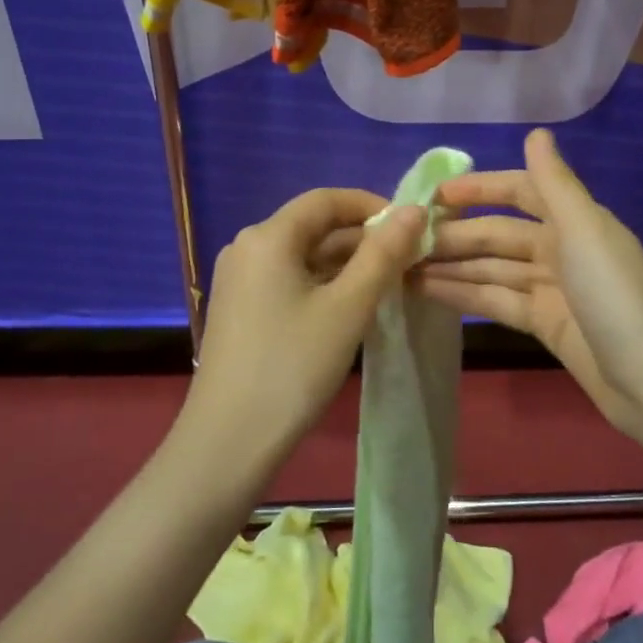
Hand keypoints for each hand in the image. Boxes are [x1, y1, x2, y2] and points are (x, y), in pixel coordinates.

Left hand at [185, 189, 427, 461]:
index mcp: (267, 237)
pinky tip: (352, 307)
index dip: (372, 206)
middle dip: (363, 240)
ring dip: (346, 264)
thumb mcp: (349, 307)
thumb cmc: (293, 366)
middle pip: (314, 226)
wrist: (228, 442)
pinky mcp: (240, 308)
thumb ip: (384, 254)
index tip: (411, 229)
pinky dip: (323, 284)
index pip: (327, 200)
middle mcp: (247, 247)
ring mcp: (239, 280)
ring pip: (303, 256)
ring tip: (389, 285)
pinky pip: (289, 279)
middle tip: (408, 262)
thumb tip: (414, 210)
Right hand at [413, 129, 642, 439]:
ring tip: (404, 266)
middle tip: (405, 240)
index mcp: (574, 221)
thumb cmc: (615, 296)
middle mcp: (561, 248)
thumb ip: (555, 183)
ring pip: (493, 269)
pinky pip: (497, 300)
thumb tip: (537, 132)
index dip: (480, 189)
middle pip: (499, 234)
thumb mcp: (584, 230)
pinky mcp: (544, 324)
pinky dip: (465, 294)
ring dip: (453, 265)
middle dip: (456, 234)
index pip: (521, 191)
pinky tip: (428, 291)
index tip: (435, 195)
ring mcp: (551, 288)